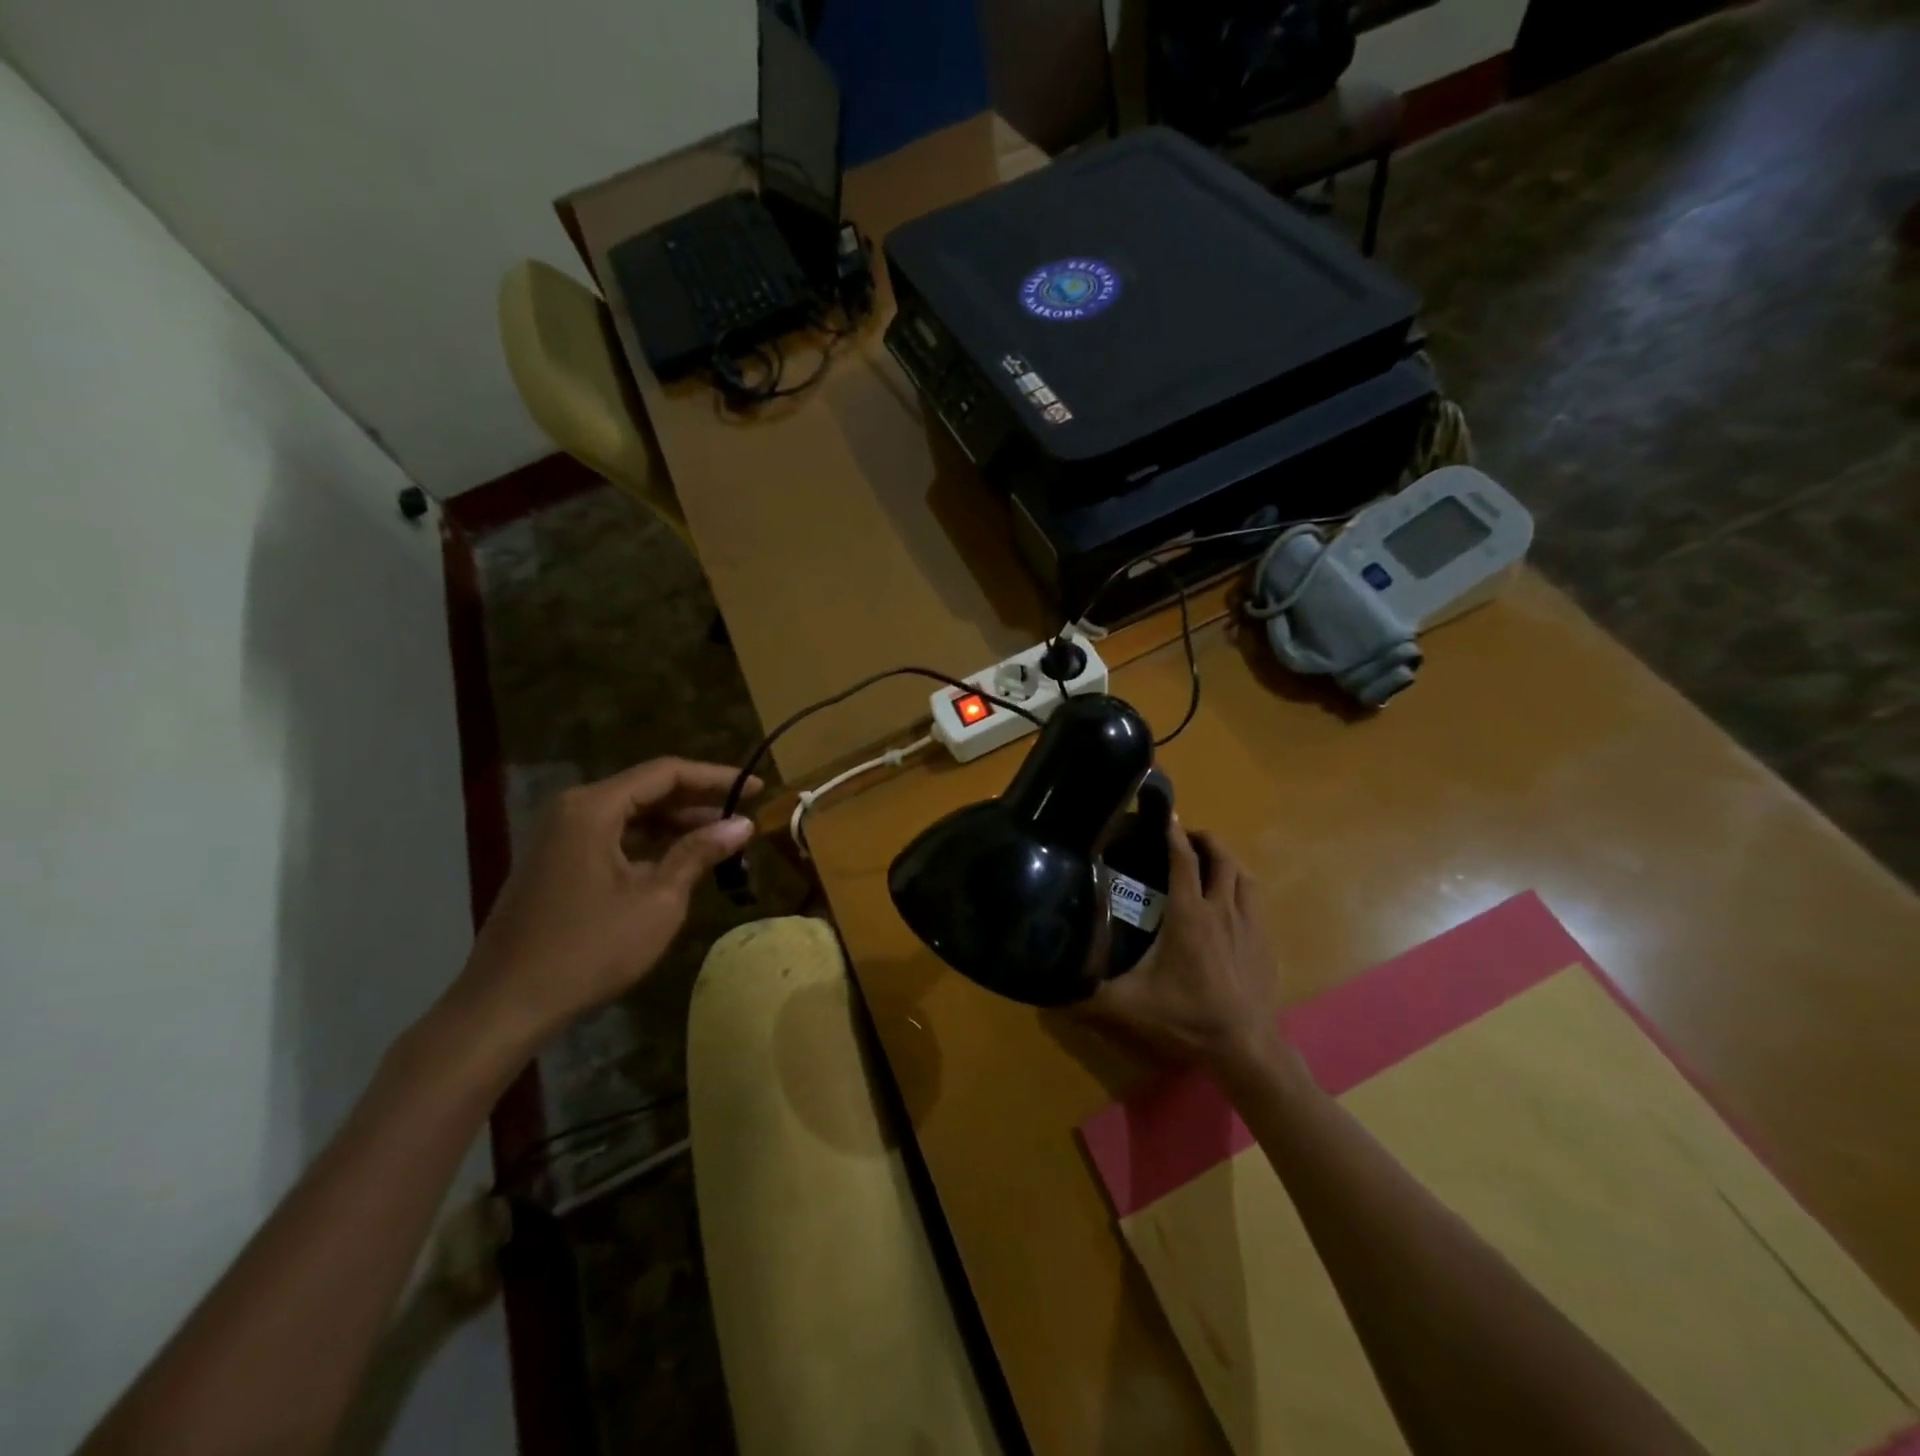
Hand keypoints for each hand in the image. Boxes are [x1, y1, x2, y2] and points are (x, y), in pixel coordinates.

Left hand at [452, 758, 758, 1046]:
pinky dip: (648, 841)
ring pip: (630, 813)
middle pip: (647, 789)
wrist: (506, 1004)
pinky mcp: (554, 861)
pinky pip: (611, 835)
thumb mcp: (658, 900)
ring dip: (675, 823)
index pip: (667, 773)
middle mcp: (573, 809)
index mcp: (594, 807)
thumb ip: (699, 853)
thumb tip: (742, 823)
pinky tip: (677, 859)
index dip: (716, 777)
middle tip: (744, 812)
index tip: (757, 788)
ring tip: (720, 838)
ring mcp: (558, 835)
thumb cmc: (589, 948)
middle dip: (698, 800)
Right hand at [1083, 821, 1288, 1073]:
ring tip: (1209, 862)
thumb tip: (1048, 984)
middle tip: (1185, 837)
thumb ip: (1087, 994)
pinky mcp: (1265, 944)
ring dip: (1226, 861)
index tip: (1164, 814)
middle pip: (1220, 858)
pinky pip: (1255, 901)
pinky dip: (1241, 888)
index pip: (1182, 859)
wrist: (1246, 1049)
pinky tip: (1231, 904)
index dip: (1172, 833)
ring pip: (1243, 876)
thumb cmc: (1186, 1018)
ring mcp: (1249, 926)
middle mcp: (1222, 910)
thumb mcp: (1128, 1006)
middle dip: (1203, 840)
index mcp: (1189, 913)